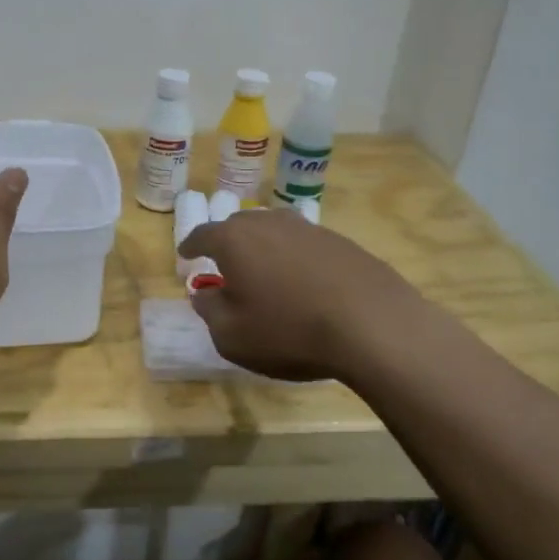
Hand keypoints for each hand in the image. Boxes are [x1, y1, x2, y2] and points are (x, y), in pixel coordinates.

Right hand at [177, 209, 424, 380]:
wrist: (372, 324)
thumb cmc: (288, 331)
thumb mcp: (232, 335)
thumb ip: (210, 310)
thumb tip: (203, 293)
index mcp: (234, 240)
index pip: (203, 235)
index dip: (191, 246)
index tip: (186, 256)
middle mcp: (269, 223)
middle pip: (239, 226)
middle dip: (228, 243)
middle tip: (226, 265)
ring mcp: (309, 229)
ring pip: (275, 231)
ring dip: (264, 248)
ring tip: (265, 271)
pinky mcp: (341, 242)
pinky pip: (305, 245)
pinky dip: (295, 258)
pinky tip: (304, 282)